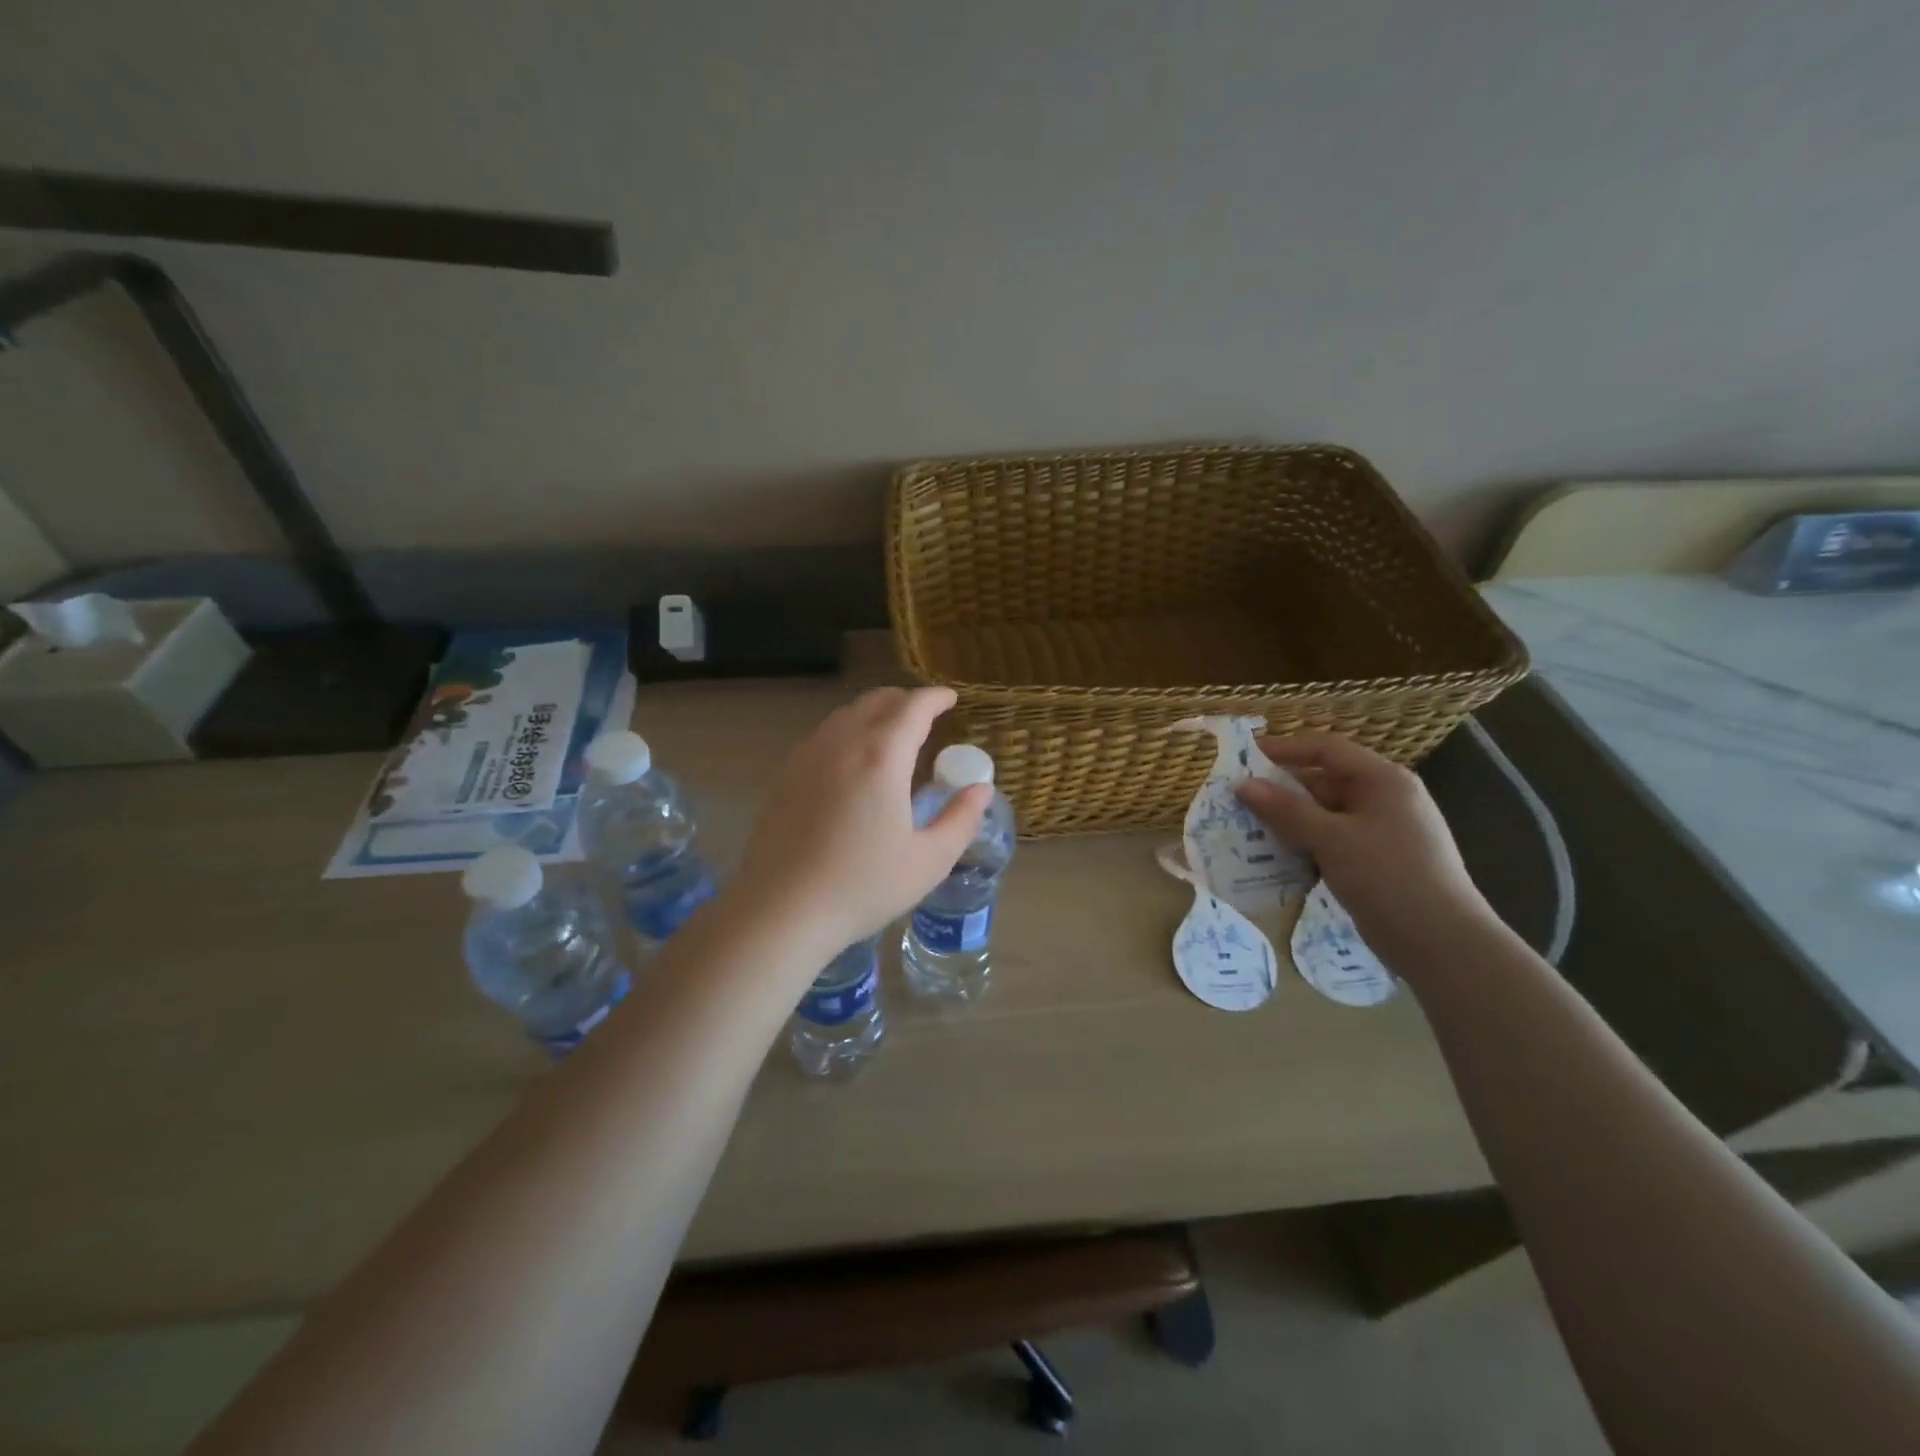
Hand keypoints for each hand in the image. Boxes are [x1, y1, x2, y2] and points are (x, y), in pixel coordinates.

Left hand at [728, 687, 989, 955]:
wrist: (781, 910)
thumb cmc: (862, 886)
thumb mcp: (929, 860)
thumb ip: (961, 819)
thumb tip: (981, 790)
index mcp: (881, 756)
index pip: (913, 707)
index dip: (935, 697)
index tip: (950, 698)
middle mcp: (842, 743)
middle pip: (877, 701)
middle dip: (906, 701)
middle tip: (926, 717)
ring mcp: (808, 756)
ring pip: (846, 715)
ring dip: (874, 713)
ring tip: (892, 735)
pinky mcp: (785, 776)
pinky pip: (824, 735)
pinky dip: (848, 732)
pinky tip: (852, 762)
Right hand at [1237, 733, 1497, 968]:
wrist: (1443, 944)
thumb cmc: (1388, 877)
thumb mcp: (1331, 839)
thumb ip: (1285, 810)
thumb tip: (1243, 785)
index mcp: (1383, 780)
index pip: (1326, 749)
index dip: (1284, 749)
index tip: (1244, 757)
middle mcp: (1385, 799)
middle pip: (1324, 781)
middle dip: (1282, 790)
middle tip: (1239, 800)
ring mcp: (1383, 831)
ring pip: (1325, 814)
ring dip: (1290, 821)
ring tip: (1249, 829)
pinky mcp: (1377, 860)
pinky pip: (1333, 840)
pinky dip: (1306, 844)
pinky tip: (1278, 858)